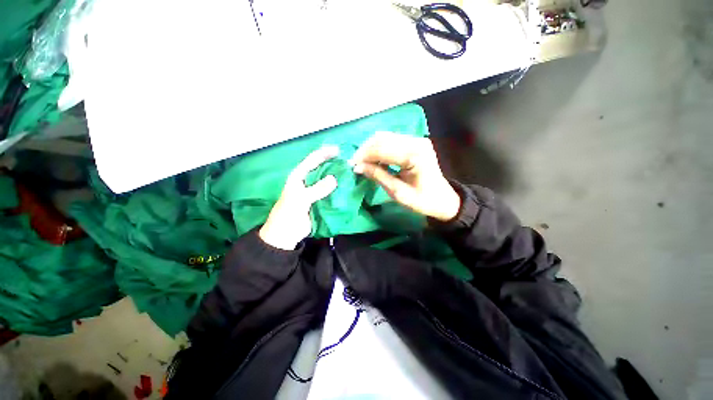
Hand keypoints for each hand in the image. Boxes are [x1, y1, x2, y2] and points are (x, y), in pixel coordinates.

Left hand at [259, 146, 338, 249]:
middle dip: (333, 164)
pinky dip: (338, 190)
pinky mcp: (319, 201)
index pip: (312, 160)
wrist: (285, 234)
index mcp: (298, 177)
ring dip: (337, 177)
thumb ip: (317, 189)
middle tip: (348, 163)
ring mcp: (313, 192)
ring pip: (327, 181)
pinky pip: (330, 193)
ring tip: (351, 173)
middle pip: (321, 169)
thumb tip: (334, 179)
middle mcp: (307, 181)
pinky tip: (347, 188)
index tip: (339, 150)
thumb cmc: (288, 214)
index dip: (324, 153)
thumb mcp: (301, 199)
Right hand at [350, 132, 460, 221]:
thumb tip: (358, 167)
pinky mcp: (414, 142)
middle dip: (365, 150)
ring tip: (362, 162)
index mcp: (415, 155)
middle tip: (355, 164)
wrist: (442, 199)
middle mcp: (416, 142)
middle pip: (382, 138)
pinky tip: (373, 159)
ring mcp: (416, 140)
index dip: (364, 156)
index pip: (382, 149)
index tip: (352, 165)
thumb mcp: (398, 193)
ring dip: (371, 148)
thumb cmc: (422, 200)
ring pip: (385, 137)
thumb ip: (378, 176)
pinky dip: (379, 148)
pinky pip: (391, 140)